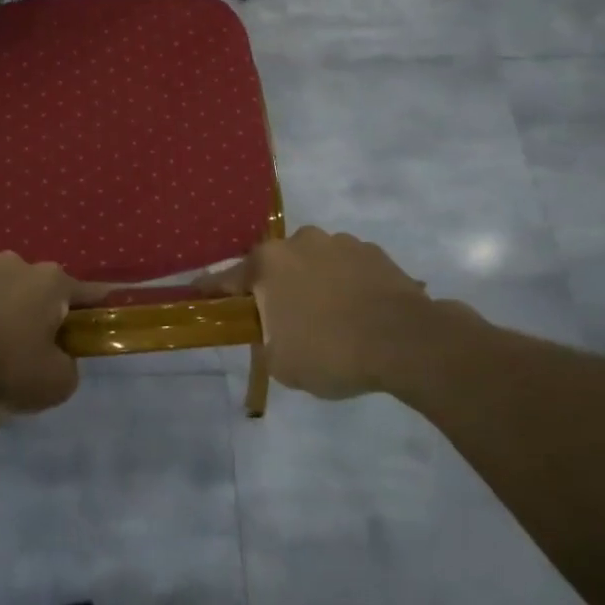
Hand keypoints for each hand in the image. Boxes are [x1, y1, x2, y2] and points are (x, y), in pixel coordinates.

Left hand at [0, 254, 105, 414]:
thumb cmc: (7, 365)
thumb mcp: (56, 383)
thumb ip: (68, 368)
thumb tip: (60, 360)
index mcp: (51, 282)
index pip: (85, 291)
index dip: (96, 303)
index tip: (104, 307)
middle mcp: (17, 264)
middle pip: (38, 288)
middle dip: (40, 309)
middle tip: (34, 344)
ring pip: (1, 288)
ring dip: (3, 307)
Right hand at [211, 228, 489, 403]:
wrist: (408, 342)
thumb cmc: (332, 352)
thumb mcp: (280, 362)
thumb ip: (263, 339)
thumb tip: (266, 330)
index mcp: (268, 264)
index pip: (226, 279)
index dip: (210, 291)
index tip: (197, 294)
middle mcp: (299, 242)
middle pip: (274, 267)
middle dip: (273, 289)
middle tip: (283, 321)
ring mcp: (339, 242)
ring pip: (312, 264)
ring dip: (312, 284)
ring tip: (329, 318)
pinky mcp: (373, 252)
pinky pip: (345, 268)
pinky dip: (344, 285)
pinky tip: (356, 312)